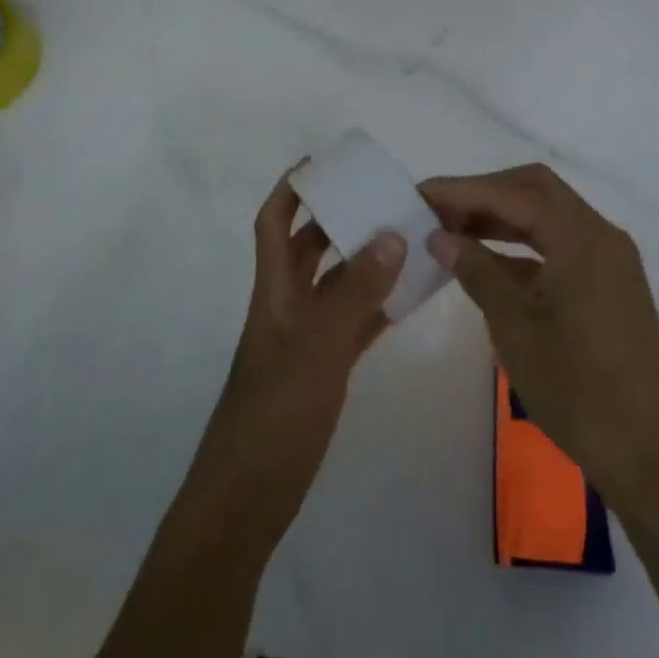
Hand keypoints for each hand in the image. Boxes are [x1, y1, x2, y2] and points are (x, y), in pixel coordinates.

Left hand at [191, 166, 404, 547]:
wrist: (250, 494)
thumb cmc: (276, 412)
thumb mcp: (318, 346)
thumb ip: (356, 291)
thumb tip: (391, 234)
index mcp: (274, 291)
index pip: (273, 224)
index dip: (291, 190)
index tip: (322, 163)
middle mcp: (288, 306)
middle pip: (310, 249)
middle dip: (339, 220)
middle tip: (383, 199)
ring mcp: (306, 340)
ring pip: (337, 286)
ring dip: (366, 262)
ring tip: (408, 239)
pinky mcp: (323, 370)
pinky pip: (354, 324)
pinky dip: (378, 306)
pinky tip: (409, 296)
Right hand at [421, 164, 658, 513]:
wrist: (652, 455)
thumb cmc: (578, 390)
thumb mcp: (515, 328)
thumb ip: (478, 272)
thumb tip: (440, 237)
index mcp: (582, 239)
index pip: (514, 192)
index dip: (463, 189)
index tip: (419, 195)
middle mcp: (601, 237)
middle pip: (536, 192)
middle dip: (484, 194)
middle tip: (437, 210)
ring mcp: (610, 262)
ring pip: (549, 218)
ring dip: (502, 219)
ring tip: (453, 232)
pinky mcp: (610, 286)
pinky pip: (561, 247)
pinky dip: (523, 247)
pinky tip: (489, 265)